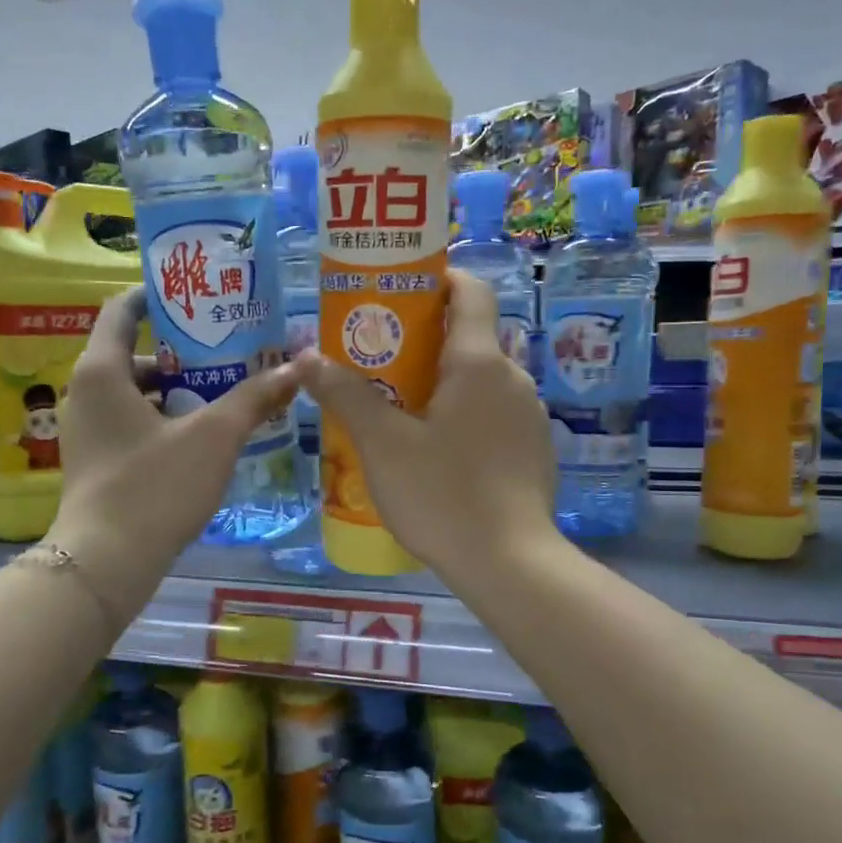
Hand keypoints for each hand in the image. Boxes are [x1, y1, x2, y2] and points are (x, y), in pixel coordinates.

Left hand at [49, 287, 299, 621]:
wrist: (105, 563)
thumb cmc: (154, 486)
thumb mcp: (214, 437)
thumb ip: (255, 397)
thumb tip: (298, 366)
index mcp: (102, 370)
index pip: (122, 309)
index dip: (159, 295)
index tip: (199, 294)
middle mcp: (86, 392)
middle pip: (136, 353)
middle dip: (185, 351)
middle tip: (231, 348)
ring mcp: (88, 430)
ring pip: (137, 392)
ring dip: (179, 388)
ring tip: (228, 391)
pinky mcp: (96, 461)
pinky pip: (133, 422)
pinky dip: (166, 418)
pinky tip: (204, 435)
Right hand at [294, 269, 558, 581]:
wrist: (511, 565)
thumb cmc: (444, 494)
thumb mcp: (383, 445)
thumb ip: (346, 395)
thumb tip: (307, 356)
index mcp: (480, 363)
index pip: (471, 291)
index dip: (439, 277)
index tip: (401, 288)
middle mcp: (514, 379)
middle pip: (469, 338)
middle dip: (423, 341)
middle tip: (376, 360)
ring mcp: (529, 418)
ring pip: (480, 382)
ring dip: (441, 384)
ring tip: (397, 411)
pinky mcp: (534, 452)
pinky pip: (493, 416)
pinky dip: (462, 416)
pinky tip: (434, 453)